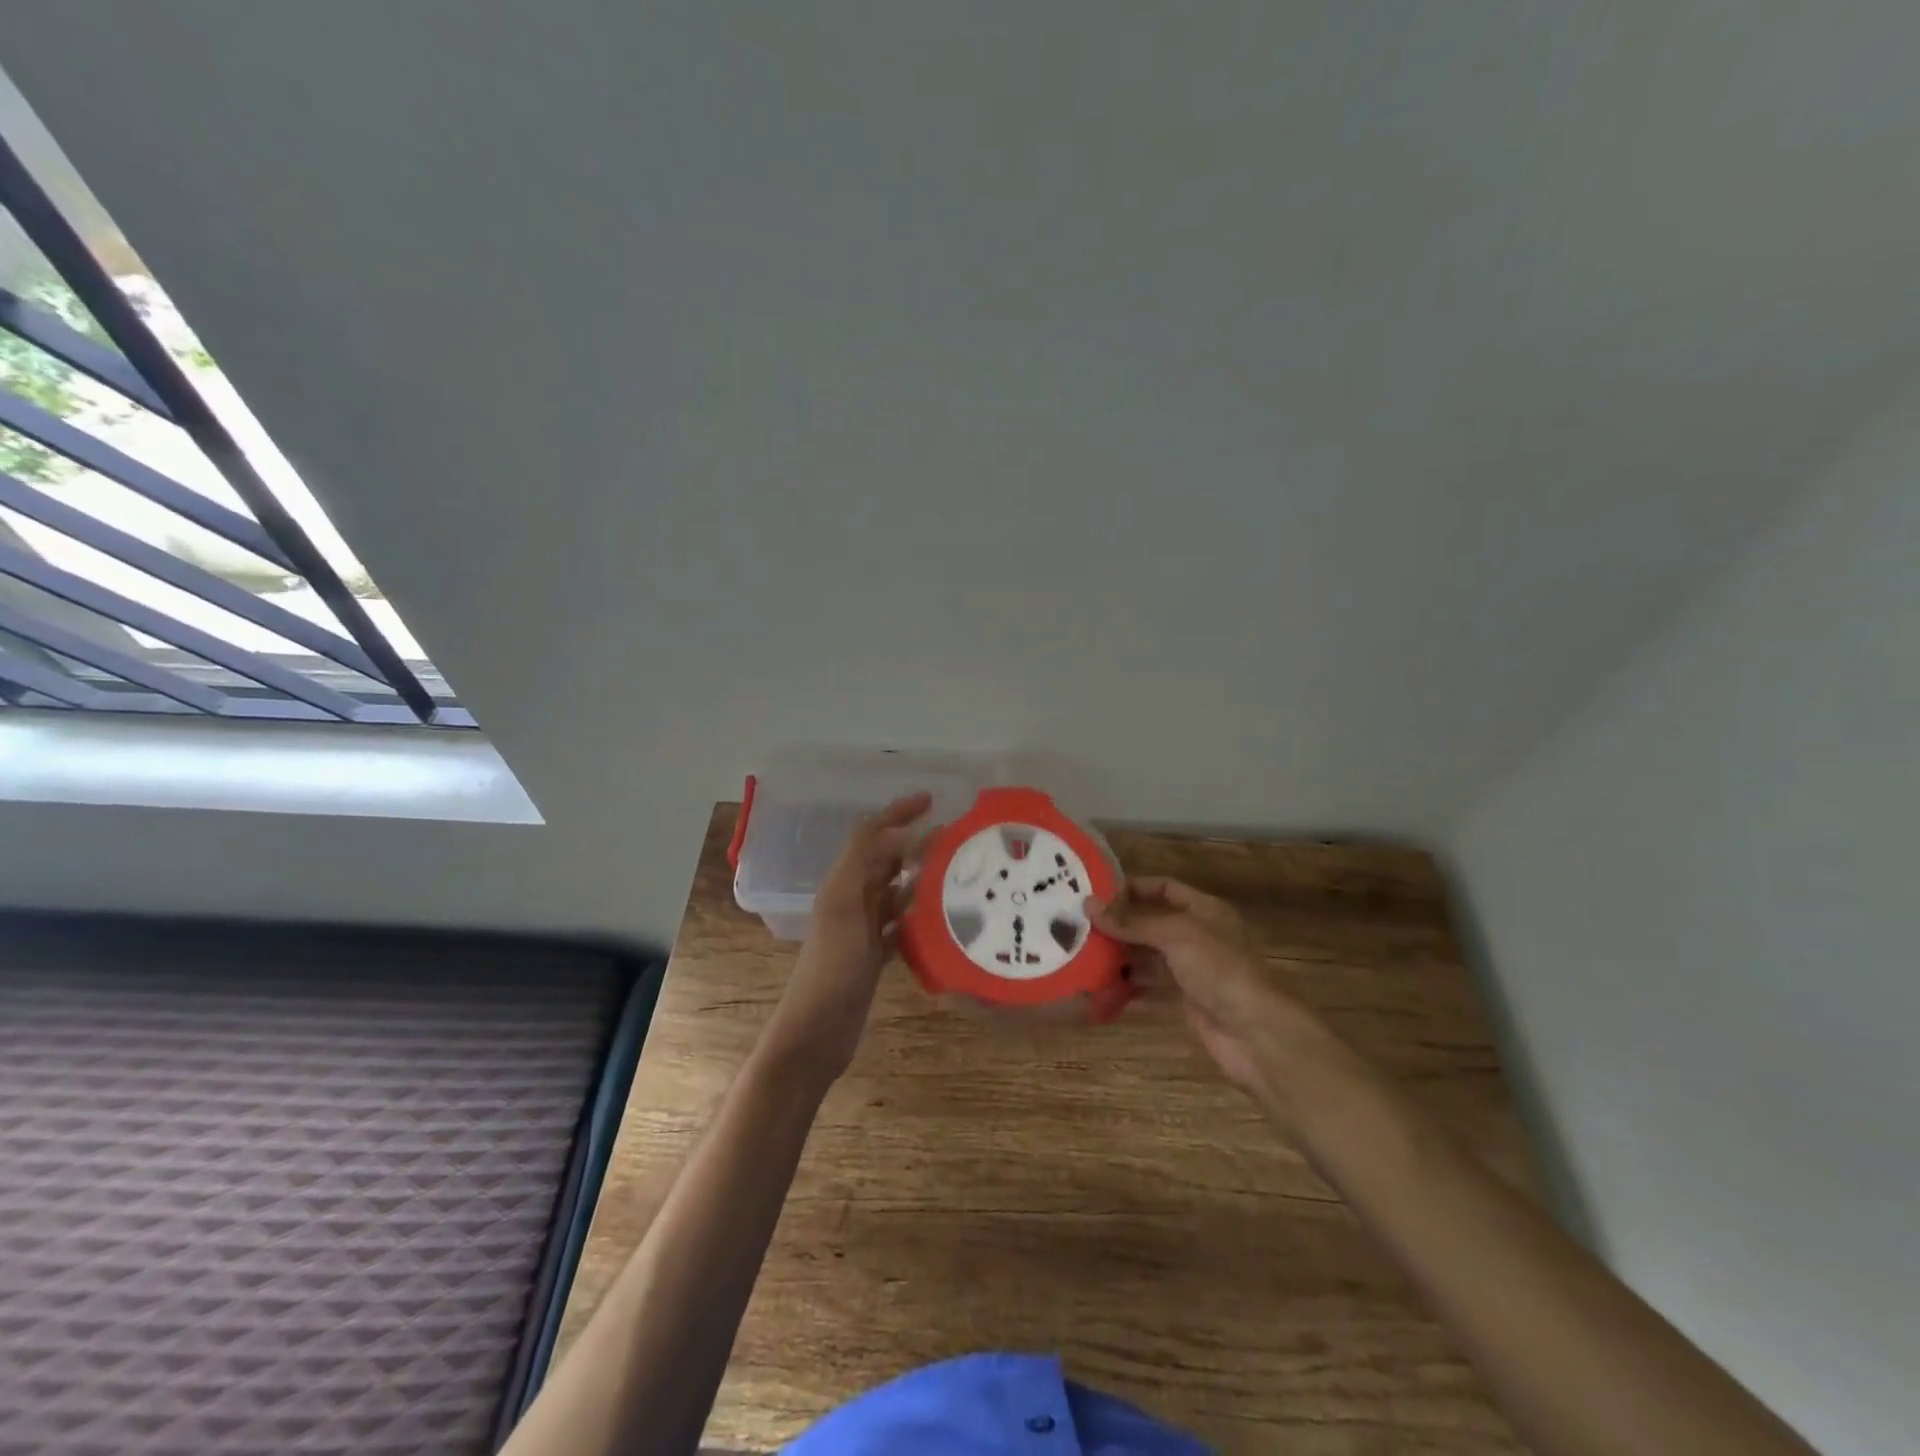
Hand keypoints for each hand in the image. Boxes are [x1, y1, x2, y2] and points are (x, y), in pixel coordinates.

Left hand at [761, 792, 931, 1081]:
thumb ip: (865, 864)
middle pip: (884, 860)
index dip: (897, 813)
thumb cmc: (830, 969)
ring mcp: (862, 930)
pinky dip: (919, 916)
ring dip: (921, 878)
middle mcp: (851, 900)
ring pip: (895, 891)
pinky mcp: (873, 956)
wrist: (815, 1033)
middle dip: (915, 843)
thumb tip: (901, 831)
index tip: (932, 801)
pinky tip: (943, 918)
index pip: (870, 834)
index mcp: (842, 883)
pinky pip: (901, 925)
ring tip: (957, 873)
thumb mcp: (845, 909)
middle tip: (956, 837)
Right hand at [1090, 876, 1325, 1109]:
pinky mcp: (1185, 1001)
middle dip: (1118, 925)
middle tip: (1078, 926)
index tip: (1095, 894)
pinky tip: (1099, 989)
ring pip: (1147, 956)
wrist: (1257, 1034)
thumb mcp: (1176, 935)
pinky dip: (1126, 986)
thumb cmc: (1220, 970)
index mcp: (1204, 910)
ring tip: (1081, 955)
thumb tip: (1088, 905)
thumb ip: (1132, 922)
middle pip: (1151, 922)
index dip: (1132, 888)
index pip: (1163, 887)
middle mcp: (1197, 935)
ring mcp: (1192, 970)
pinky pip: (1150, 987)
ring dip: (1118, 956)